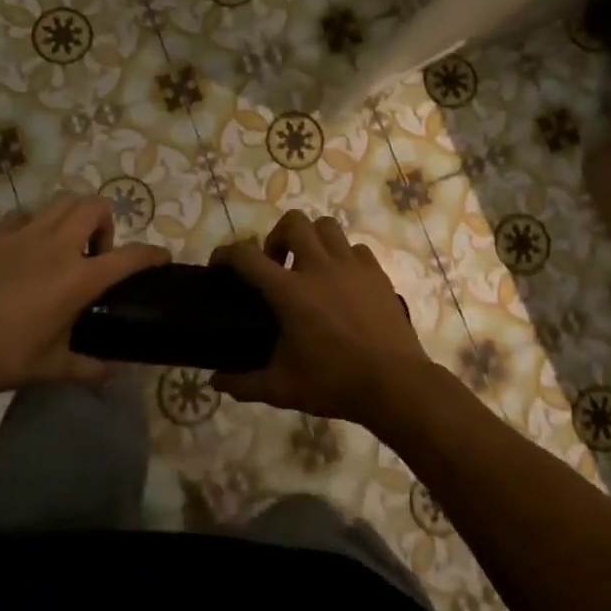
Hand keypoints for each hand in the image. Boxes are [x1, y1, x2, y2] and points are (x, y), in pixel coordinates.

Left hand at [0, 195, 167, 396]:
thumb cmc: (2, 356)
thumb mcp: (51, 368)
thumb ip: (89, 368)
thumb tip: (116, 373)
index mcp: (79, 278)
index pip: (130, 256)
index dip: (152, 254)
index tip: (161, 257)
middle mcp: (58, 246)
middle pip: (96, 207)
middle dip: (106, 223)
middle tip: (96, 253)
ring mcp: (25, 234)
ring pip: (63, 201)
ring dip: (74, 216)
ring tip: (66, 244)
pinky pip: (26, 215)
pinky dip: (37, 224)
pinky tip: (28, 247)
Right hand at [211, 211, 432, 424]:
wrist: (394, 383)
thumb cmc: (334, 383)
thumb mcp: (282, 388)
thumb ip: (243, 383)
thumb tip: (215, 382)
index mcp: (290, 291)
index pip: (247, 257)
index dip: (226, 254)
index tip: (218, 264)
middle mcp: (319, 267)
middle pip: (293, 222)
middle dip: (277, 236)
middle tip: (276, 265)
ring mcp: (351, 266)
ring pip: (327, 226)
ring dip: (311, 239)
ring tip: (309, 266)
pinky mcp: (376, 272)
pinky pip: (355, 248)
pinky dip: (343, 256)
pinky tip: (342, 281)